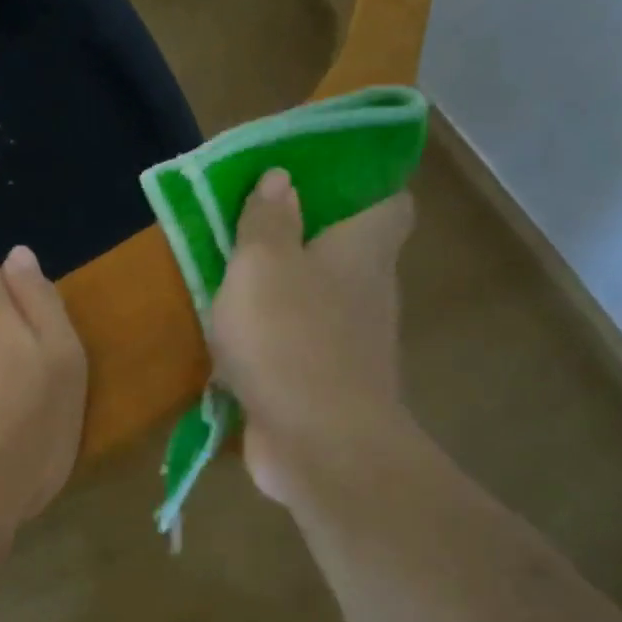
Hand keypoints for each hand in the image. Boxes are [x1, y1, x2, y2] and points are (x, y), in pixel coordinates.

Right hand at [208, 170, 414, 505]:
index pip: (390, 202)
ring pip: (318, 298)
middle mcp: (368, 290)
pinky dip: (271, 335)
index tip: (314, 180)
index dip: (361, 185)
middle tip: (251, 223)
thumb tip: (281, 177)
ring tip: (230, 275)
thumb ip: (266, 219)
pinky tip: (231, 335)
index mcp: (363, 249)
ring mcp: (350, 341)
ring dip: (282, 288)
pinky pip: (297, 342)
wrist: (318, 444)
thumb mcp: (261, 265)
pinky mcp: (326, 382)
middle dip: (304, 235)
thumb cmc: (289, 338)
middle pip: (347, 250)